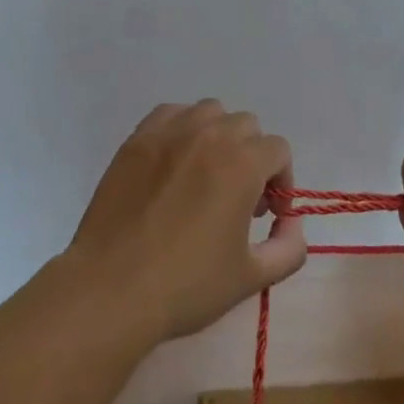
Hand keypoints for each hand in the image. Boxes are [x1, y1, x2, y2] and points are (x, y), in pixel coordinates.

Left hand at [65, 101, 306, 345]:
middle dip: (251, 157)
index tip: (266, 215)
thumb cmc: (186, 285)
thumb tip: (292, 223)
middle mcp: (210, 135)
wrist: (111, 290)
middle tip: (238, 199)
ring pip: (210, 112)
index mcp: (243, 163)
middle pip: (247, 126)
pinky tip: (174, 164)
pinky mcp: (137, 139)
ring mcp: (170, 132)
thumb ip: (289, 247)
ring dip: (218, 136)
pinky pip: (171, 114)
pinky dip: (181, 129)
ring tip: (205, 175)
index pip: (278, 150)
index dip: (281, 181)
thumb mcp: (251, 277)